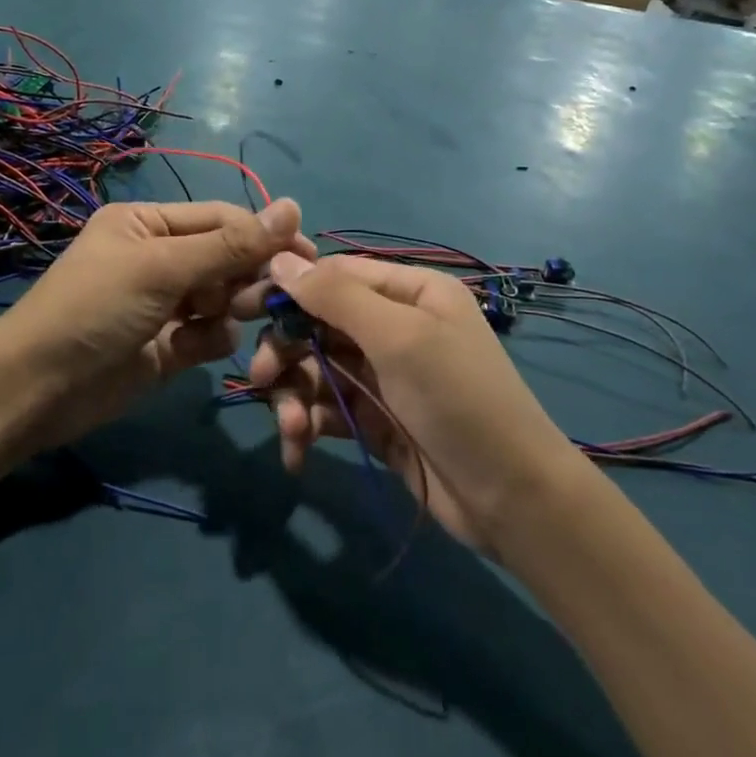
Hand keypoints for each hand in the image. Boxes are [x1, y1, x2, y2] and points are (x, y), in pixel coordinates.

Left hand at [0, 199, 310, 449]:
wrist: (37, 390)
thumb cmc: (96, 308)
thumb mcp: (163, 268)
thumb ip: (231, 244)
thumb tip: (294, 206)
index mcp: (151, 223)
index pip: (223, 219)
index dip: (264, 234)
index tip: (306, 255)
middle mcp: (161, 257)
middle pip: (228, 259)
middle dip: (245, 278)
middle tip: (263, 299)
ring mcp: (165, 303)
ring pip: (225, 298)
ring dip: (230, 309)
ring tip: (217, 322)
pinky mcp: (169, 345)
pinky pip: (210, 333)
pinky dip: (210, 339)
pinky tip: (191, 349)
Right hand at [247, 254, 577, 556]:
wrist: (511, 498)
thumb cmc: (458, 399)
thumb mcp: (399, 337)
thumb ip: (336, 297)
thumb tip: (279, 258)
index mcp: (410, 291)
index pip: (336, 275)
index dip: (290, 290)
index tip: (243, 309)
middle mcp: (395, 325)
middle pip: (320, 323)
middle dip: (289, 350)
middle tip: (263, 380)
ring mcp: (384, 375)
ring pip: (318, 368)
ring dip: (295, 395)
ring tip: (292, 429)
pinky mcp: (375, 419)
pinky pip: (328, 408)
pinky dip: (309, 424)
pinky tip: (298, 450)